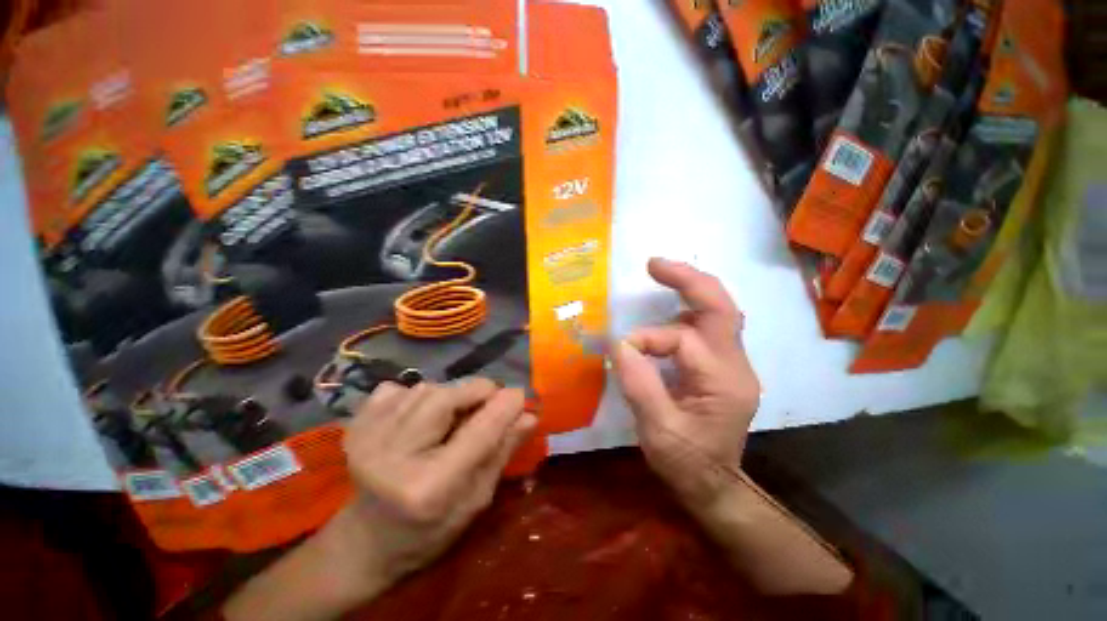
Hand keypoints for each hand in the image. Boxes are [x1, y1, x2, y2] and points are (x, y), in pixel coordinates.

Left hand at [225, 379, 535, 620]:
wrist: (366, 541)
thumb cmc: (430, 529)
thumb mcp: (476, 499)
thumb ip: (502, 452)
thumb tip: (530, 415)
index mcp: (428, 488)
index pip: (479, 432)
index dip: (505, 406)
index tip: (520, 394)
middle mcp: (392, 458)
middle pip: (446, 397)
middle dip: (476, 391)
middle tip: (488, 402)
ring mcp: (367, 438)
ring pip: (425, 388)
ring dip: (450, 395)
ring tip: (452, 418)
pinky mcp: (355, 425)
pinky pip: (399, 388)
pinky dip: (418, 395)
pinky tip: (419, 419)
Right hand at [612, 258, 760, 507]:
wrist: (714, 485)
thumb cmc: (687, 463)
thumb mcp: (658, 431)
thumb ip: (639, 385)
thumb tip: (620, 344)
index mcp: (724, 381)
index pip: (682, 340)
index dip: (646, 339)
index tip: (619, 351)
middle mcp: (736, 365)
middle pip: (721, 308)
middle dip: (688, 280)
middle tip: (654, 264)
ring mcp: (732, 364)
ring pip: (718, 312)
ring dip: (689, 291)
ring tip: (661, 276)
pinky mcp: (721, 366)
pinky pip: (707, 327)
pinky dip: (687, 310)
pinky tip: (668, 310)